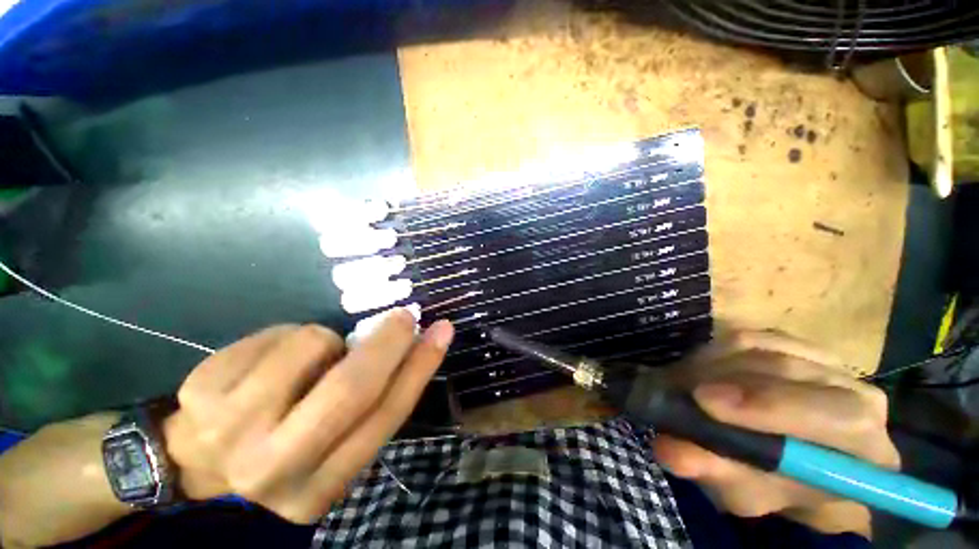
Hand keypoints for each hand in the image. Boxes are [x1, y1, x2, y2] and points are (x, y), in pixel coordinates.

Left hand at [163, 309, 453, 523]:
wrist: (197, 465)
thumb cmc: (282, 451)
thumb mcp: (333, 447)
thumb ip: (370, 406)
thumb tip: (409, 349)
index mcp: (320, 487)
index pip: (385, 417)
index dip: (420, 368)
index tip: (441, 331)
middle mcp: (276, 466)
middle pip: (350, 388)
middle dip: (387, 342)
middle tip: (404, 317)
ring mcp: (231, 428)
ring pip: (312, 346)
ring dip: (327, 341)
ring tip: (312, 358)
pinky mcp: (203, 390)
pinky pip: (276, 335)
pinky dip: (289, 336)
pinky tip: (271, 361)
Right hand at [652, 331, 898, 537]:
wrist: (788, 463)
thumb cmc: (774, 486)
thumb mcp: (744, 491)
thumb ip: (715, 472)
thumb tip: (668, 450)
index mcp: (864, 446)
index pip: (836, 416)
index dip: (769, 406)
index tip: (704, 401)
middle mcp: (856, 394)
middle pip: (790, 371)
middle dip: (726, 377)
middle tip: (679, 387)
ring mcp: (826, 362)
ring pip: (763, 347)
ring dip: (713, 363)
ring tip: (682, 381)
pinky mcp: (794, 343)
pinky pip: (749, 336)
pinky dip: (716, 350)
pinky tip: (699, 368)